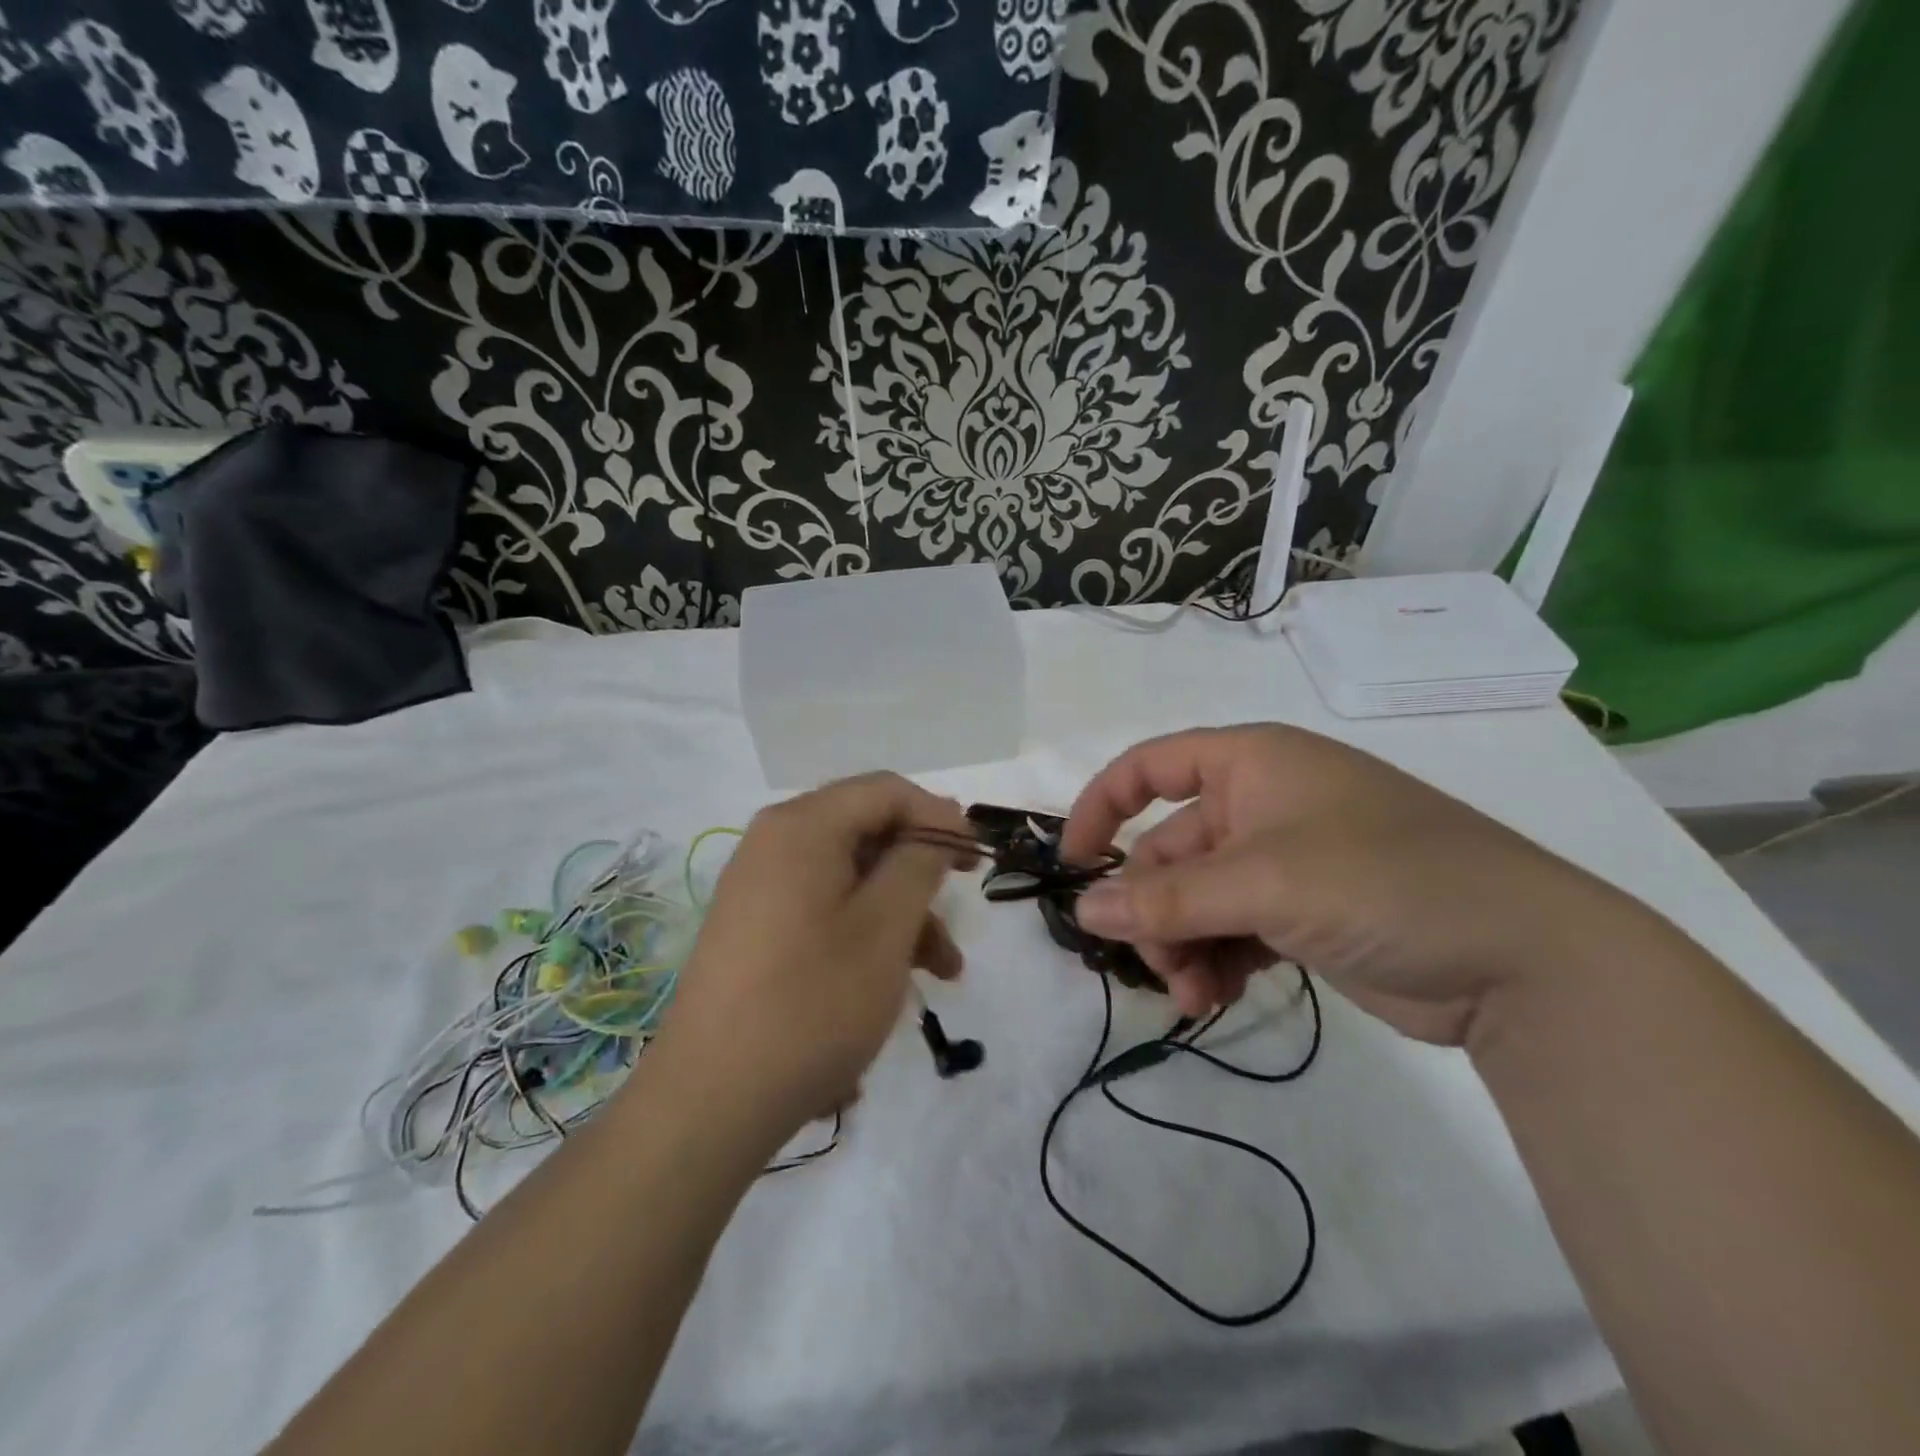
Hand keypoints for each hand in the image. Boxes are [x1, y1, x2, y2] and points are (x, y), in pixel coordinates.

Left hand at [647, 773, 976, 1145]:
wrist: (711, 1100)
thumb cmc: (813, 1003)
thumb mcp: (885, 928)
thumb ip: (919, 863)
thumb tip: (935, 827)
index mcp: (802, 826)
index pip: (886, 791)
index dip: (940, 816)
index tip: (976, 858)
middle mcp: (774, 843)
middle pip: (867, 832)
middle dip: (921, 872)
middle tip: (962, 909)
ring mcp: (760, 886)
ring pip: (851, 877)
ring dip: (901, 914)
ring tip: (943, 972)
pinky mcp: (755, 927)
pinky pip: (824, 908)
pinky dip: (865, 931)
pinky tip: (893, 982)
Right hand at [1060, 724, 1639, 1044]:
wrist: (1527, 960)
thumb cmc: (1384, 881)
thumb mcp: (1264, 884)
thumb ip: (1166, 898)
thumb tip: (1082, 909)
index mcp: (1251, 763)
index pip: (1149, 767)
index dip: (1101, 808)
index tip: (1072, 864)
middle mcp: (1262, 804)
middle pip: (1170, 850)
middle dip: (1153, 909)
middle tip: (1155, 965)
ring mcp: (1285, 861)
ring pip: (1198, 898)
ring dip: (1181, 944)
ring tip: (1192, 996)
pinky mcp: (1305, 913)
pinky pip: (1232, 929)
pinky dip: (1215, 960)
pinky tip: (1215, 1000)